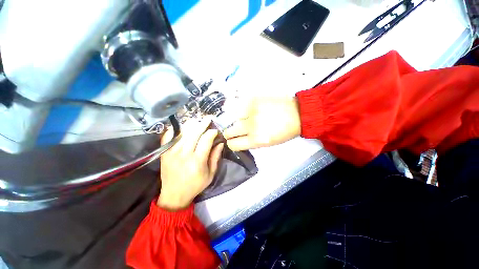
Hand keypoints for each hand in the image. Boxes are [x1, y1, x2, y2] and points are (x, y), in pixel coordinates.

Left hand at [157, 118, 223, 210]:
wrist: (174, 195)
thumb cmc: (195, 185)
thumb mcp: (210, 174)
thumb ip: (215, 157)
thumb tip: (220, 143)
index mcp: (197, 161)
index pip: (206, 140)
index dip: (212, 132)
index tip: (215, 130)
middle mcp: (184, 154)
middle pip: (194, 133)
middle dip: (202, 124)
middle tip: (208, 118)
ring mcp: (172, 152)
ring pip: (182, 132)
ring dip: (191, 125)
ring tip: (197, 121)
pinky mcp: (164, 153)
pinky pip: (168, 136)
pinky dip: (175, 129)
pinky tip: (181, 126)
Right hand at [223, 97, 300, 150]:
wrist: (297, 114)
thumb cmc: (284, 132)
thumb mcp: (268, 143)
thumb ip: (251, 142)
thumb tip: (239, 139)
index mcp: (256, 140)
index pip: (233, 144)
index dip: (232, 143)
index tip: (233, 141)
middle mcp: (251, 126)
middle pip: (228, 132)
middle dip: (230, 133)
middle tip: (237, 130)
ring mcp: (251, 111)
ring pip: (234, 118)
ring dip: (239, 120)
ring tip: (249, 118)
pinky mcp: (253, 100)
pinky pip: (241, 107)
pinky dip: (244, 110)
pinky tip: (252, 110)